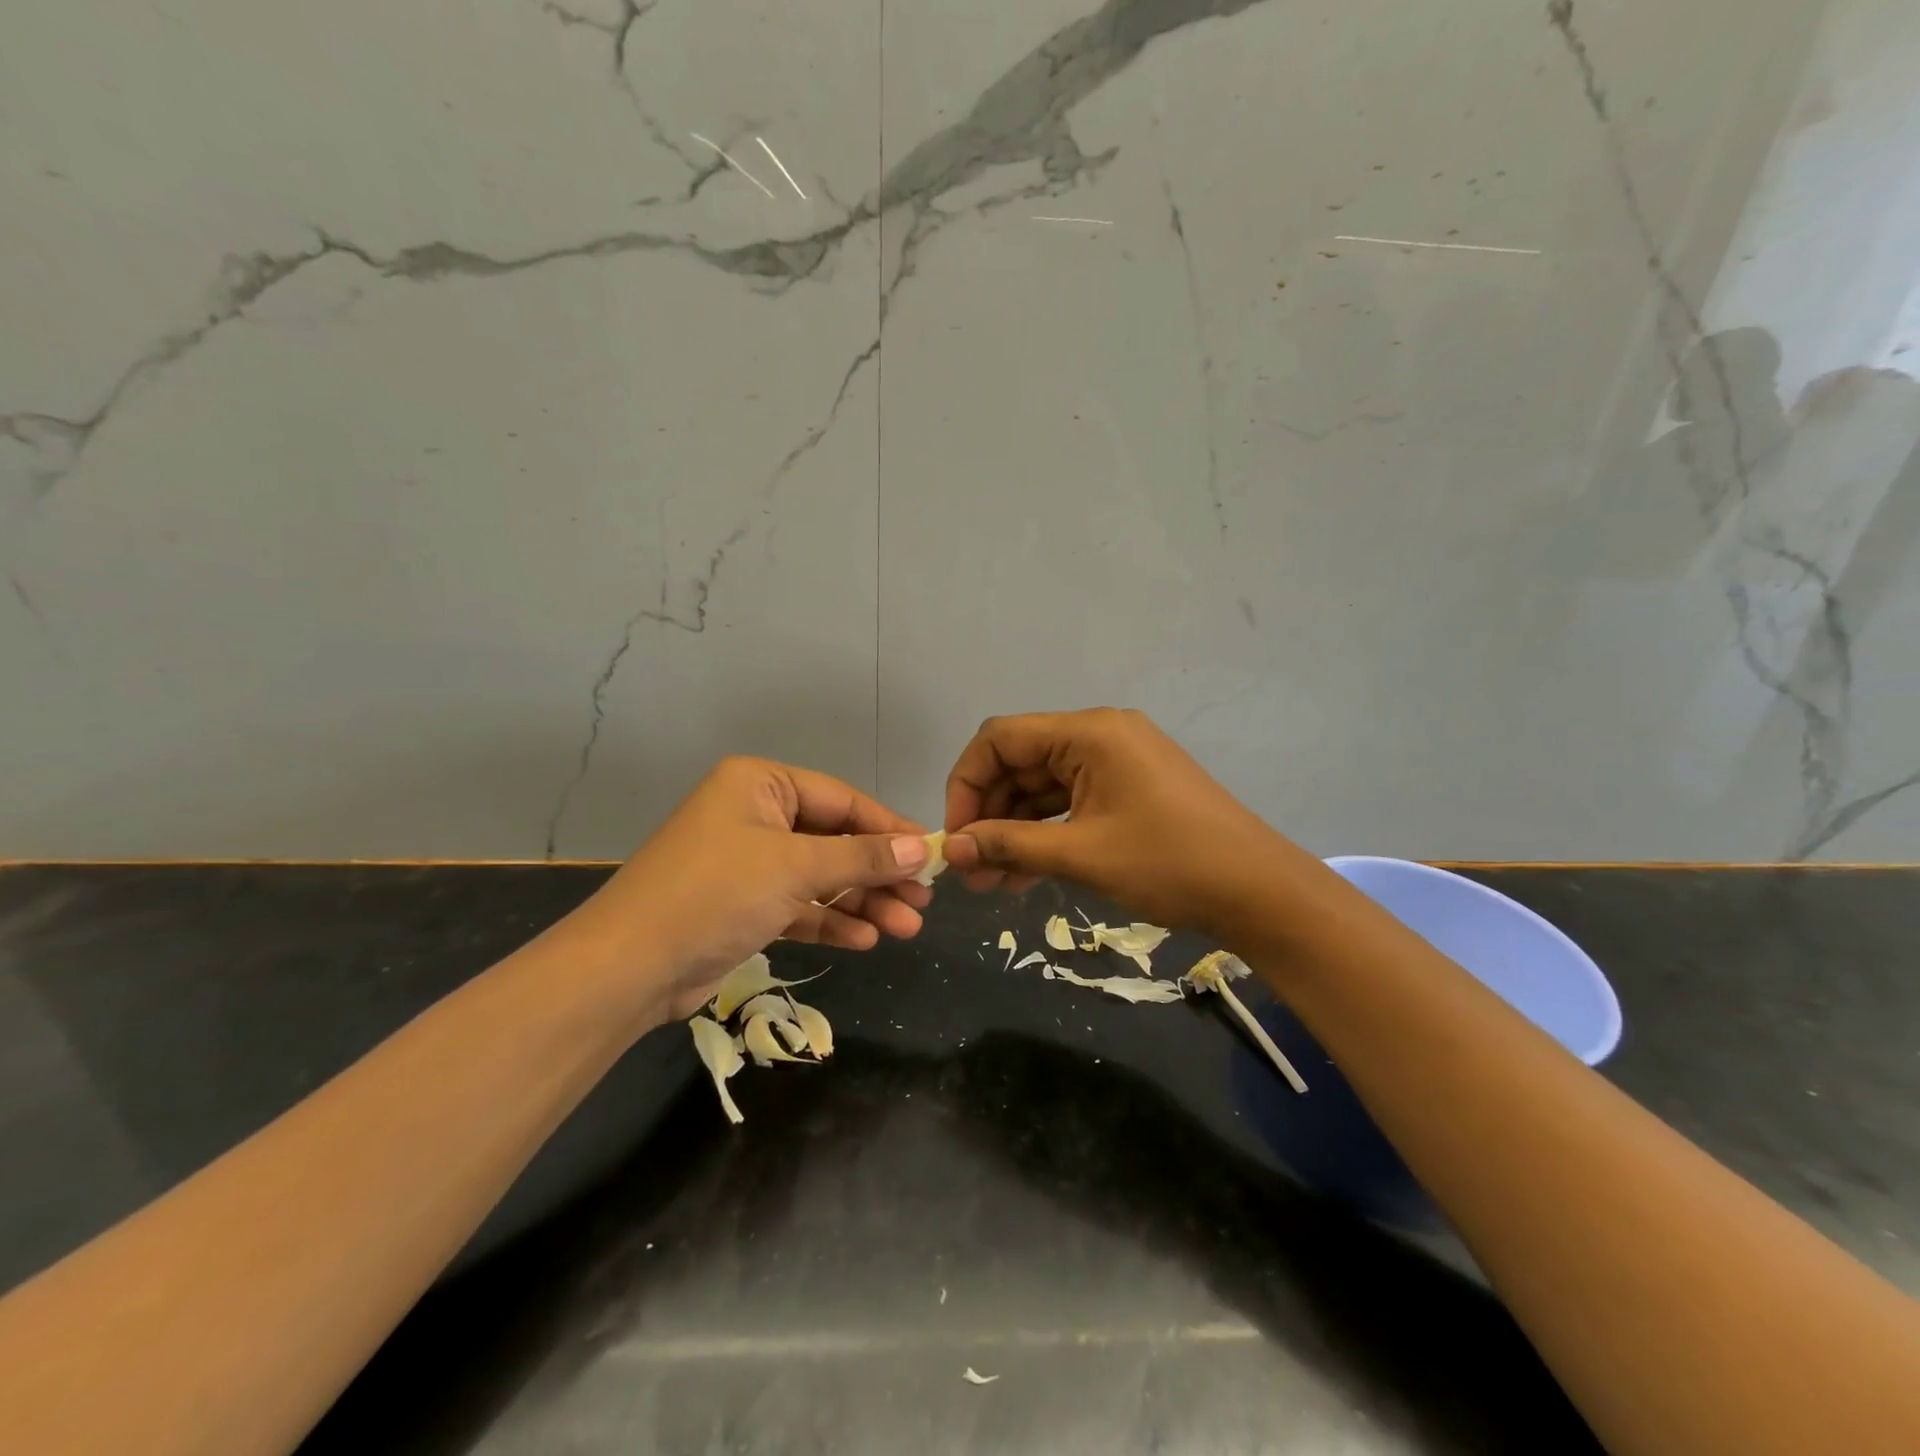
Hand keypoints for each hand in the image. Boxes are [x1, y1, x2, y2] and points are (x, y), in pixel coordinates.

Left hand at [567, 757, 933, 1024]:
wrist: (629, 967)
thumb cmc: (716, 893)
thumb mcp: (795, 868)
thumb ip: (861, 856)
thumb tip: (919, 849)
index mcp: (761, 785)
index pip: (842, 800)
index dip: (889, 829)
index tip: (931, 855)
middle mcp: (755, 816)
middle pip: (835, 840)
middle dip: (878, 874)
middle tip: (923, 901)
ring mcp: (748, 863)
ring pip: (820, 877)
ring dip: (862, 902)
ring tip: (907, 928)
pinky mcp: (744, 906)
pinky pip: (799, 906)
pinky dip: (830, 922)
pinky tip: (866, 940)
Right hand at [942, 709, 1303, 939]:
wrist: (1259, 892)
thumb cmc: (1170, 864)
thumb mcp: (1082, 855)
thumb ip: (1009, 845)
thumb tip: (951, 849)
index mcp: (1089, 732)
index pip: (1000, 739)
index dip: (966, 784)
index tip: (956, 836)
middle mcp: (1099, 735)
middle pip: (1019, 763)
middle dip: (989, 815)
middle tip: (970, 870)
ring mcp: (1116, 762)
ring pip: (1042, 788)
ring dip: (1014, 830)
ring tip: (991, 882)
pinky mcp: (1127, 788)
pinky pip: (1069, 802)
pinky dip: (1044, 833)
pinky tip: (1024, 874)